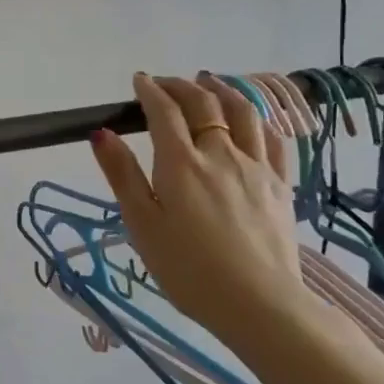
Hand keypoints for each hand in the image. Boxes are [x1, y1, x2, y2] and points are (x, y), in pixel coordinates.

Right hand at [87, 73, 312, 343]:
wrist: (259, 303)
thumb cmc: (188, 269)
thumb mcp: (142, 225)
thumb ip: (122, 175)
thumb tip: (102, 132)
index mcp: (181, 163)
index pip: (164, 111)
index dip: (150, 90)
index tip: (139, 80)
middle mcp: (220, 153)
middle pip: (203, 104)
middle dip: (180, 86)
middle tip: (165, 83)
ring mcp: (256, 166)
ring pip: (243, 112)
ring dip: (222, 90)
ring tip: (209, 81)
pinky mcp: (281, 184)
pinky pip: (273, 138)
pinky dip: (258, 119)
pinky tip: (252, 119)